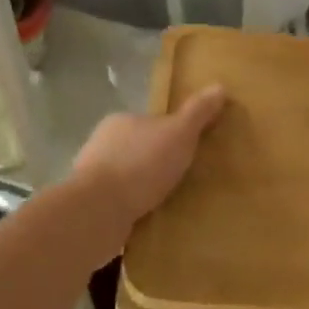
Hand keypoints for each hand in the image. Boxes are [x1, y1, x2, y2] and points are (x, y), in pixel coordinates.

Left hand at [71, 85, 226, 250]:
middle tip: (183, 178)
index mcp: (120, 121)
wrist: (97, 212)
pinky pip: (117, 204)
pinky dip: (131, 210)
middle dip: (156, 162)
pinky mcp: (89, 207)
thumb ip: (198, 112)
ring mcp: (91, 178)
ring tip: (169, 203)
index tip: (187, 150)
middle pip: (137, 149)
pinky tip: (148, 221)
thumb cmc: (140, 165)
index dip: (170, 134)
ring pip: (125, 178)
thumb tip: (220, 86)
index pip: (150, 122)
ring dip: (143, 189)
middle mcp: (101, 144)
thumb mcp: (179, 133)